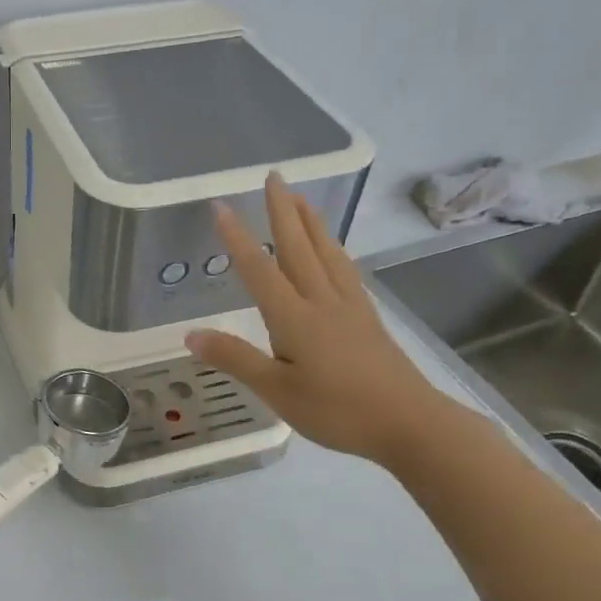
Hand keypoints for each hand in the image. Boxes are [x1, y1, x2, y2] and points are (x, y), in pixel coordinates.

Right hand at [185, 173, 444, 465]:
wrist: (409, 423)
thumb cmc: (337, 410)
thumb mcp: (277, 391)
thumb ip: (235, 359)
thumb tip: (191, 334)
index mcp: (294, 317)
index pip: (259, 269)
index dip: (237, 238)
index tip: (220, 207)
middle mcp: (322, 301)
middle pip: (298, 248)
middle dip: (282, 211)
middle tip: (274, 176)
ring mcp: (349, 307)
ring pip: (326, 254)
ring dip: (311, 223)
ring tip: (301, 200)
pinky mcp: (367, 319)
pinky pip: (345, 271)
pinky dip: (334, 250)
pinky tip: (334, 252)